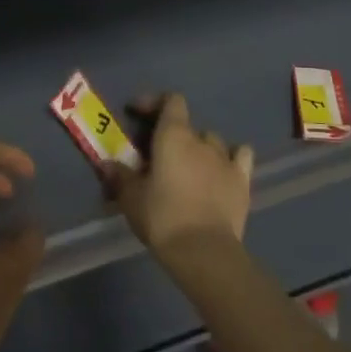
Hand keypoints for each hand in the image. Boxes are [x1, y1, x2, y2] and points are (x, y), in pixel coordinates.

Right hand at [111, 94, 253, 258]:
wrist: (203, 251)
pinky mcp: (243, 181)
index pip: (171, 100)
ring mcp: (226, 159)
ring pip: (212, 141)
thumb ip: (120, 176)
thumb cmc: (162, 217)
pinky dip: (232, 158)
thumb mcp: (131, 198)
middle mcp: (202, 140)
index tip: (137, 112)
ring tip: (188, 168)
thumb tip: (107, 164)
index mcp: (174, 136)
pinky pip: (240, 156)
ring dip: (199, 148)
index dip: (154, 102)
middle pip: (188, 125)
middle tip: (158, 156)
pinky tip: (223, 169)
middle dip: (173, 135)